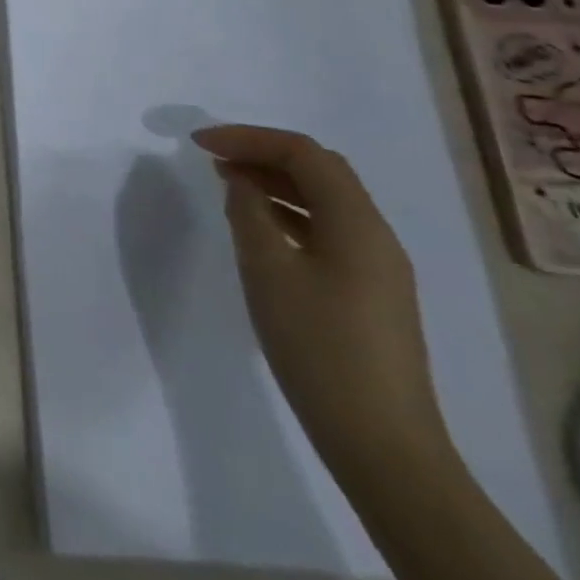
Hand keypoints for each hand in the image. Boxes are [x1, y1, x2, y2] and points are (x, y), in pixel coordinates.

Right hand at [193, 124, 454, 483]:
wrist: (381, 441)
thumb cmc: (318, 345)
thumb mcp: (267, 270)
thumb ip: (249, 213)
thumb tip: (240, 180)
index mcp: (358, 224)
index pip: (303, 154)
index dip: (249, 138)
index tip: (199, 143)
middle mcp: (376, 236)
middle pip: (320, 170)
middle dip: (264, 153)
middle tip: (213, 158)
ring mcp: (378, 267)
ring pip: (324, 200)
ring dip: (275, 182)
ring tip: (227, 185)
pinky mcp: (369, 292)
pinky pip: (327, 229)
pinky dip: (288, 213)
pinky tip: (258, 227)